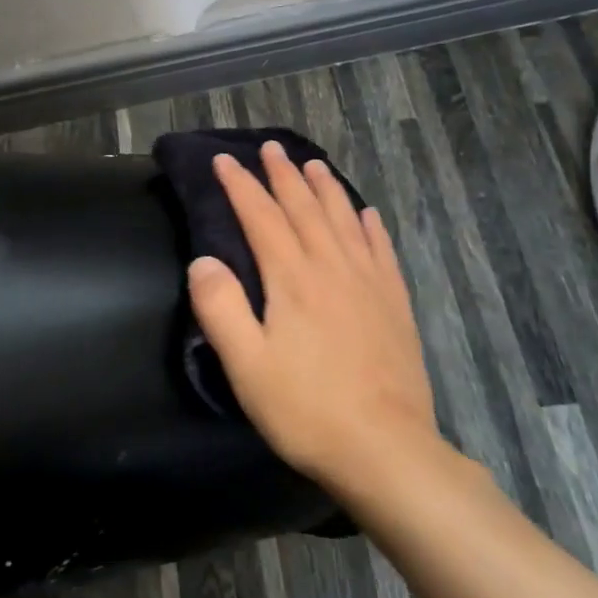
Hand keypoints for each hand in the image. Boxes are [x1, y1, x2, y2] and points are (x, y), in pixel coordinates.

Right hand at [186, 141, 440, 494]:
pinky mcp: (395, 305)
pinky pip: (382, 251)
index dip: (240, 186)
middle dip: (283, 175)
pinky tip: (367, 214)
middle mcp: (332, 268)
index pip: (261, 217)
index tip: (223, 161)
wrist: (386, 450)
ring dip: (325, 189)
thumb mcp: (246, 365)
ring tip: (313, 164)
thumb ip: (220, 308)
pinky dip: (371, 226)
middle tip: (270, 147)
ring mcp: (369, 284)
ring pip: (344, 221)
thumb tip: (202, 260)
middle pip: (304, 209)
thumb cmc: (306, 409)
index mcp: (293, 278)